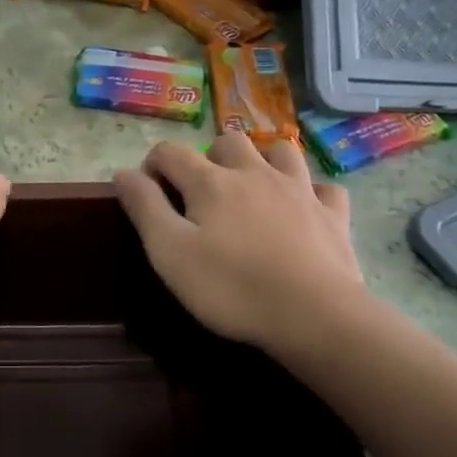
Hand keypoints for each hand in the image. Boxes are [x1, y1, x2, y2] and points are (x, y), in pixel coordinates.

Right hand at [113, 133, 364, 352]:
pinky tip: (304, 207)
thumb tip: (123, 172)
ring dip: (262, 160)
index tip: (148, 191)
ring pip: (280, 151)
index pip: (171, 152)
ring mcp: (299, 190)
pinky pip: (324, 188)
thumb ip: (144, 207)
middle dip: (209, 157)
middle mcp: (255, 173)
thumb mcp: (169, 252)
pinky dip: (311, 191)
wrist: (314, 315)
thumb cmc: (231, 287)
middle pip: (228, 141)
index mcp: (210, 182)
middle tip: (202, 192)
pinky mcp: (333, 215)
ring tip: (252, 187)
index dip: (153, 165)